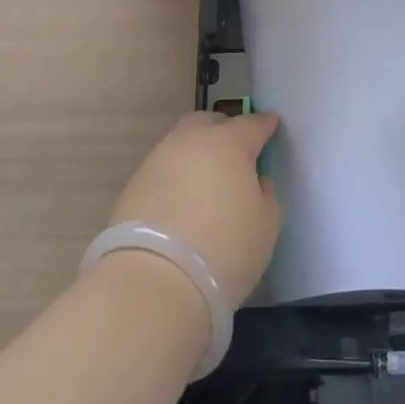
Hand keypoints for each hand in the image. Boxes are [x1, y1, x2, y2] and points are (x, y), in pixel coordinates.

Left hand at [108, 112, 281, 304]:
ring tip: (203, 182)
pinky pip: (162, 170)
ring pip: (181, 144)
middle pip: (210, 123)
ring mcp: (159, 159)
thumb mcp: (265, 226)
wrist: (154, 280)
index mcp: (230, 143)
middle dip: (223, 131)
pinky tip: (179, 203)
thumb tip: (256, 182)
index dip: (265, 125)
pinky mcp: (134, 184)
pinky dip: (174, 179)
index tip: (271, 126)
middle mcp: (192, 140)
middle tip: (234, 154)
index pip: (253, 124)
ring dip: (195, 155)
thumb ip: (265, 196)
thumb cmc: (225, 248)